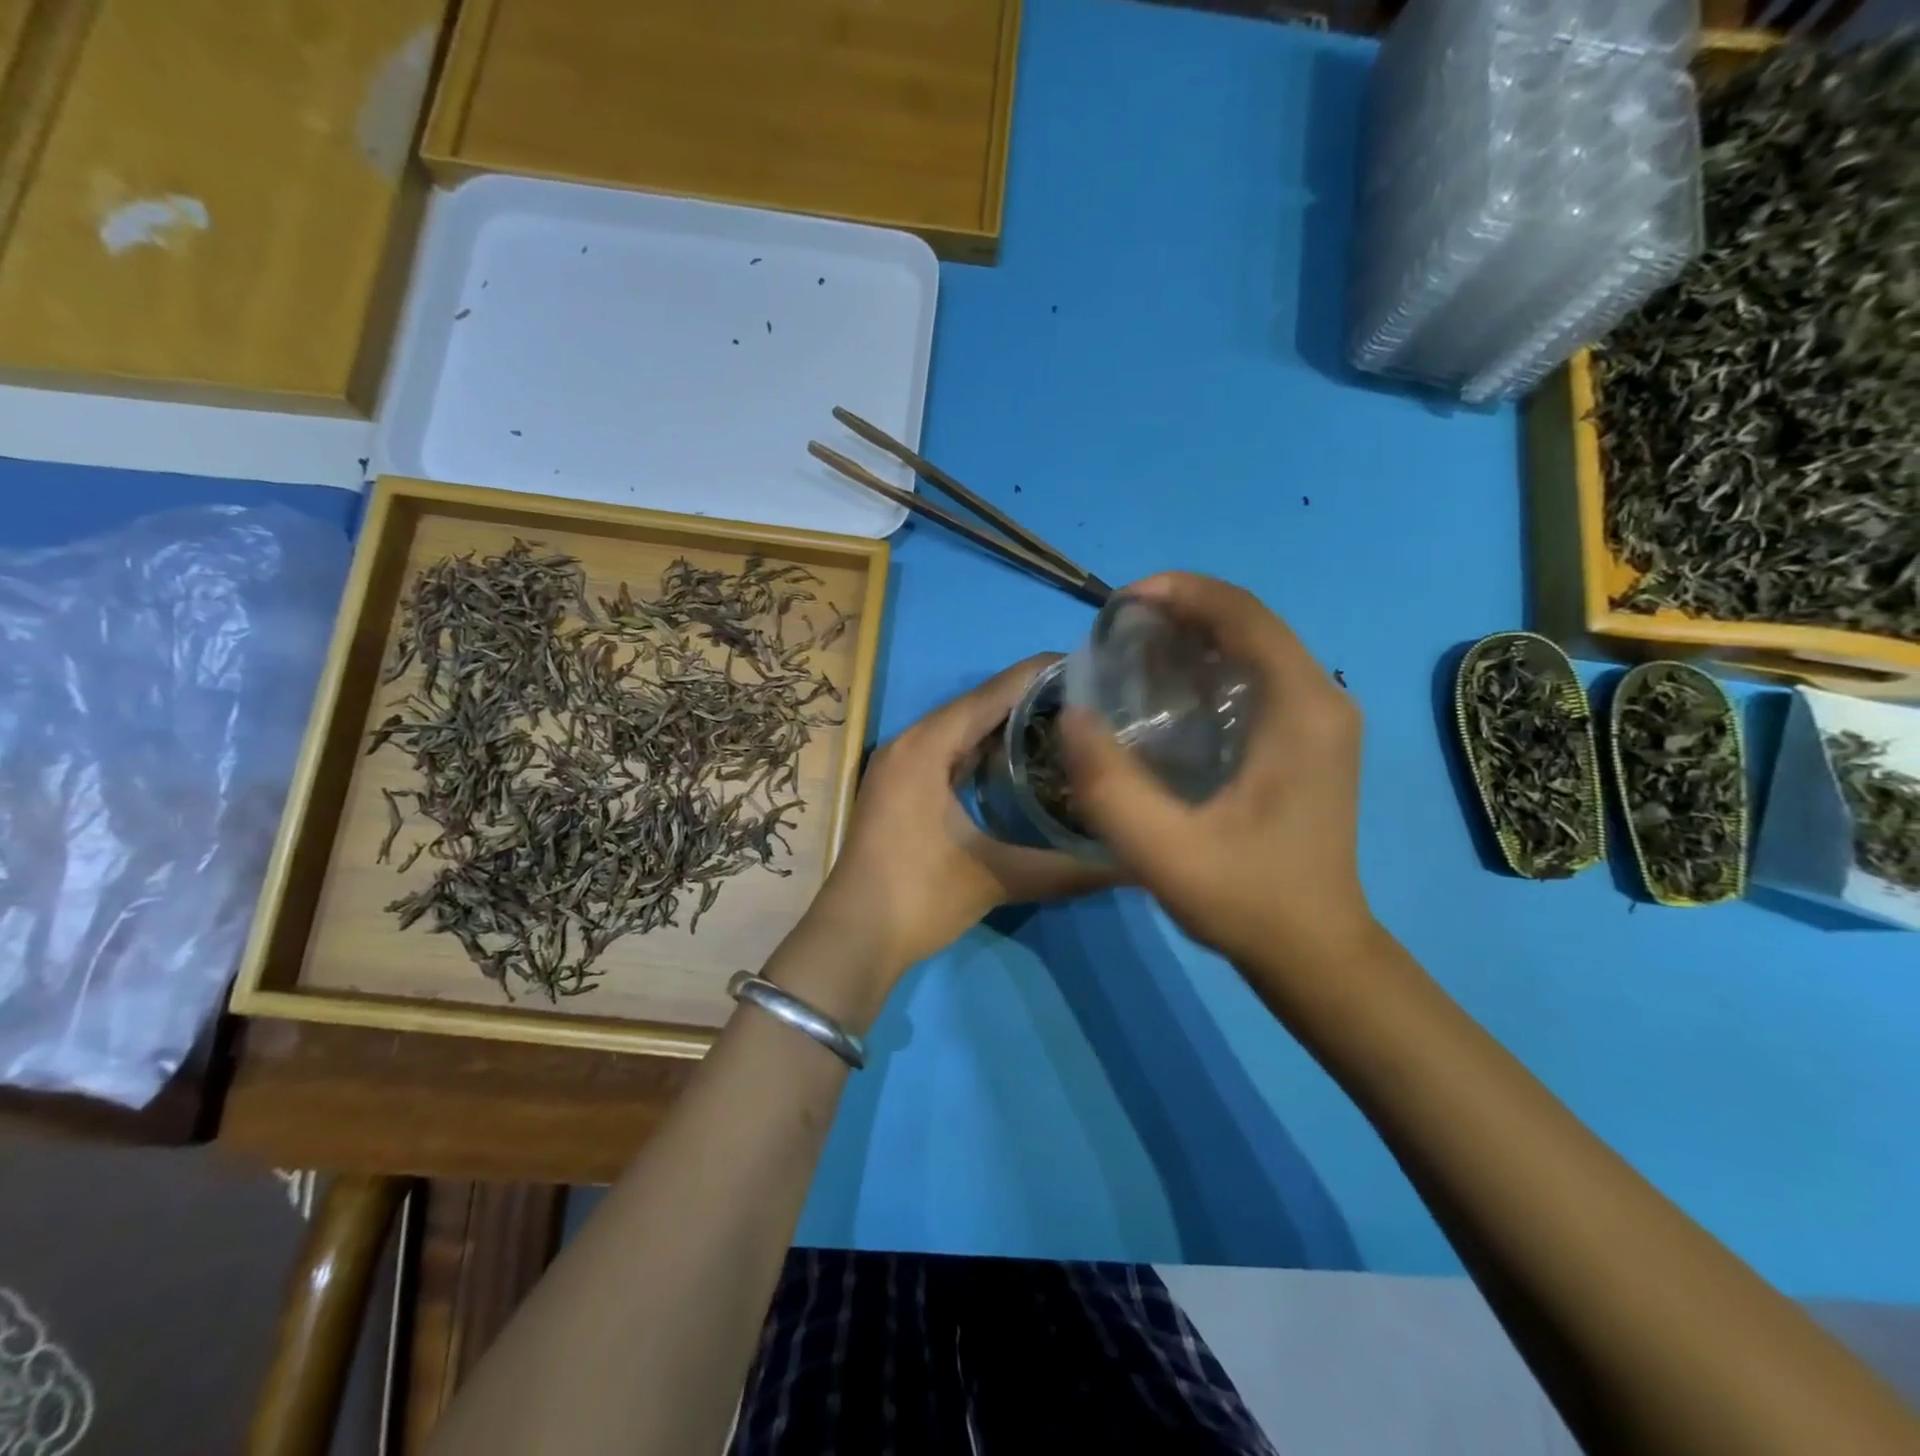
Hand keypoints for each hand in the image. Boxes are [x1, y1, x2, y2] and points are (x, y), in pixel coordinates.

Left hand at [807, 654, 1118, 985]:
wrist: (854, 938)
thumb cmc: (919, 897)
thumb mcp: (996, 878)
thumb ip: (1066, 868)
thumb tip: (1132, 868)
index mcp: (927, 745)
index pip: (992, 693)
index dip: (1040, 675)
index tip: (1089, 667)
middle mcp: (910, 741)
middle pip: (977, 704)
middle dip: (1029, 698)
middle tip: (1087, 700)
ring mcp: (900, 763)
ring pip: (961, 728)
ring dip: (1006, 724)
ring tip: (1063, 722)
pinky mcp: (900, 786)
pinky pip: (948, 751)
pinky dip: (983, 749)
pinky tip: (1019, 760)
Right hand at [1060, 573, 1376, 975]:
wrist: (1314, 952)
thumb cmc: (1246, 899)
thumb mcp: (1164, 851)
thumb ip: (1111, 785)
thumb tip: (1072, 715)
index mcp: (1302, 708)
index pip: (1243, 615)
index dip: (1180, 592)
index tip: (1119, 603)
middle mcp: (1323, 699)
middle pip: (1250, 622)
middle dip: (1181, 610)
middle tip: (1116, 632)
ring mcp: (1321, 719)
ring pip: (1254, 646)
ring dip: (1195, 635)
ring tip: (1132, 652)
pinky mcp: (1310, 739)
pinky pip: (1258, 675)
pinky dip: (1210, 665)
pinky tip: (1167, 692)